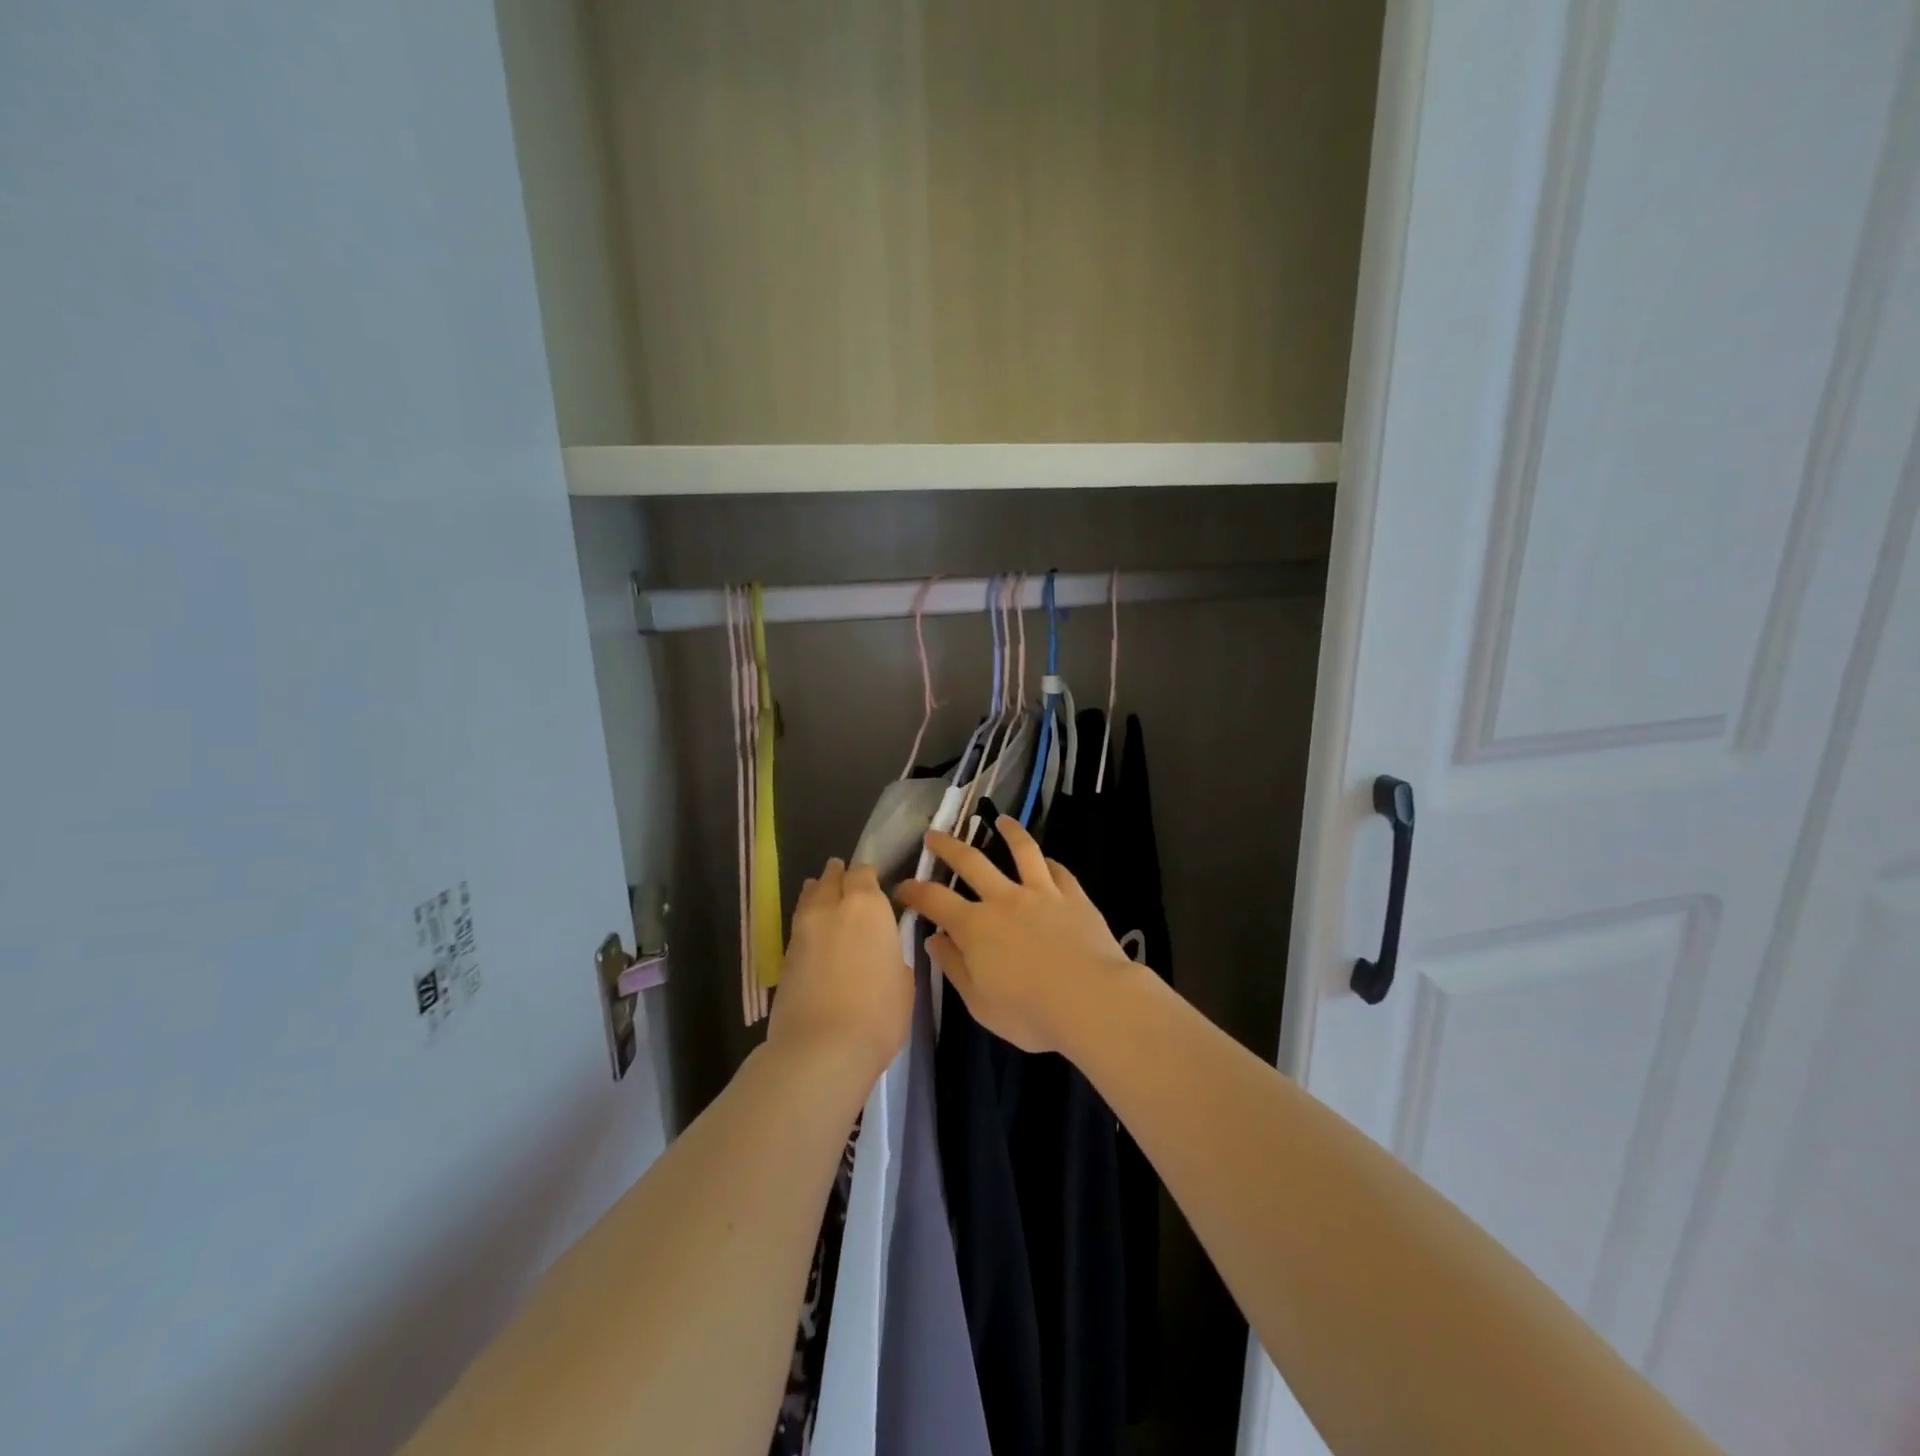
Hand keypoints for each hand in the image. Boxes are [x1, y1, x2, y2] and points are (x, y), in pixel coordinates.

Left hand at [766, 859, 912, 1088]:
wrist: (822, 1047)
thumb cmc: (878, 1013)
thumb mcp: (902, 981)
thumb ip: (891, 954)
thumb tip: (881, 952)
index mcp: (867, 906)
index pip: (863, 874)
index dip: (867, 875)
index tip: (873, 880)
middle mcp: (832, 907)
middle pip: (832, 879)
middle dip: (838, 875)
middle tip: (842, 875)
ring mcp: (803, 930)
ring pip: (809, 897)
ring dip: (817, 891)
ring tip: (820, 890)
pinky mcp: (784, 956)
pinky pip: (799, 925)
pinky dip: (806, 920)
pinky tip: (812, 929)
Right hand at [894, 816, 1139, 1054]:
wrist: (1092, 1000)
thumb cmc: (1031, 1012)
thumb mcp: (980, 1003)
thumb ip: (954, 967)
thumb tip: (934, 940)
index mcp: (975, 927)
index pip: (934, 900)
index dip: (915, 891)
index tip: (902, 886)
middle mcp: (1004, 900)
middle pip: (971, 862)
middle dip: (948, 847)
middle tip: (934, 834)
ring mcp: (1042, 893)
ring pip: (1022, 851)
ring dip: (1009, 832)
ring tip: (1001, 819)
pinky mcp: (1074, 896)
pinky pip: (1059, 871)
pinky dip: (1049, 862)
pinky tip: (1048, 859)